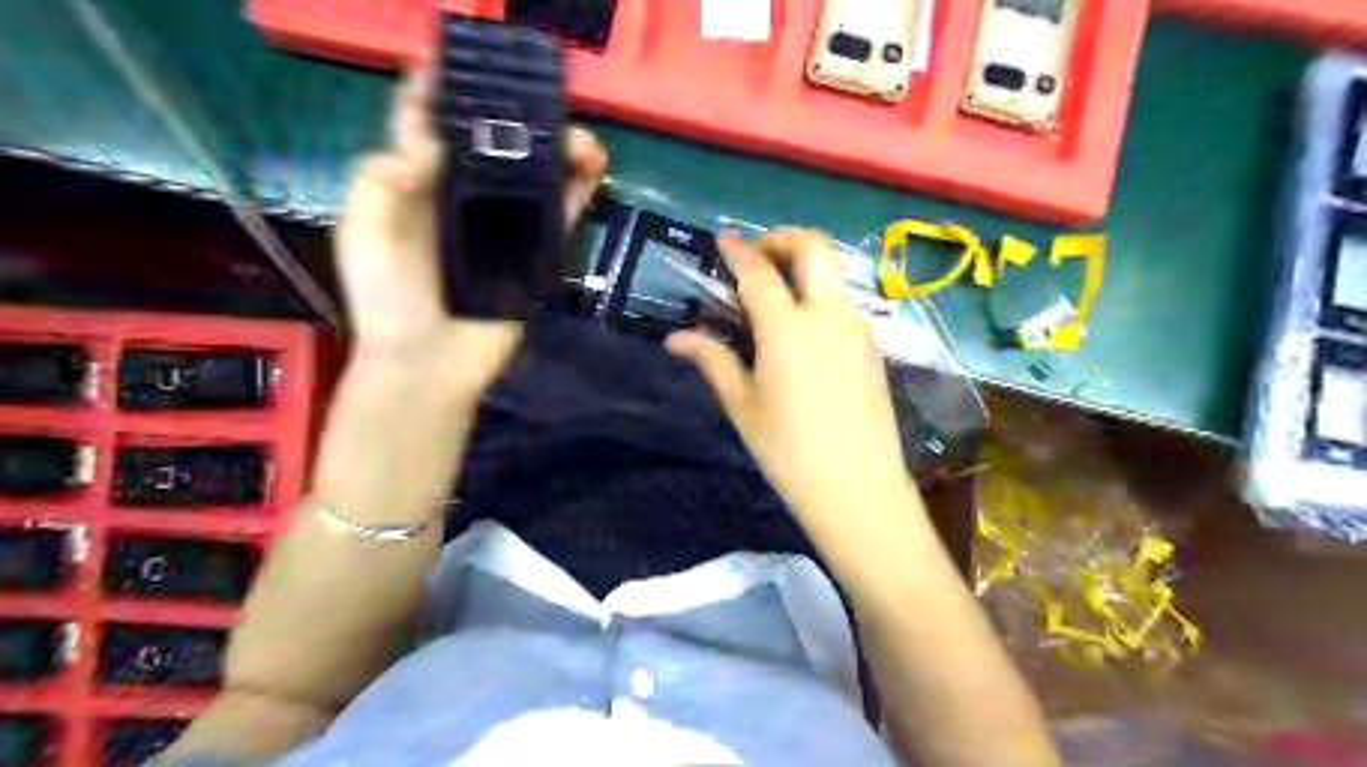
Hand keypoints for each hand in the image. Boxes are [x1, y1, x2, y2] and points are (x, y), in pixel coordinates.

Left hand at [335, 64, 608, 399]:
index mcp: (416, 188)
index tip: (457, 58)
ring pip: (534, 178)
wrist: (430, 364)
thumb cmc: (390, 300)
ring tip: (579, 135)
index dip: (438, 90)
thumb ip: (379, 183)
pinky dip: (578, 191)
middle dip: (516, 117)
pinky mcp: (534, 256)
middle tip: (539, 98)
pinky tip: (593, 166)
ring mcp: (502, 228)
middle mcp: (462, 200)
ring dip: (558, 151)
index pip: (426, 127)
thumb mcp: (366, 235)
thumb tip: (427, 143)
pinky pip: (559, 217)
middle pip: (492, 146)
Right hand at [665, 231, 909, 523]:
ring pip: (834, 274)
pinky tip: (805, 331)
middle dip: (783, 238)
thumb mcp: (743, 406)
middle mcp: (827, 316)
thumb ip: (713, 360)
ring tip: (778, 295)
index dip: (738, 251)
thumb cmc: (789, 451)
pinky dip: (822, 297)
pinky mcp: (873, 347)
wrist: (858, 487)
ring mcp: (857, 328)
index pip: (759, 272)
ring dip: (805, 268)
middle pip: (814, 247)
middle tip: (759, 256)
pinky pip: (845, 304)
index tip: (723, 241)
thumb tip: (676, 338)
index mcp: (787, 329)